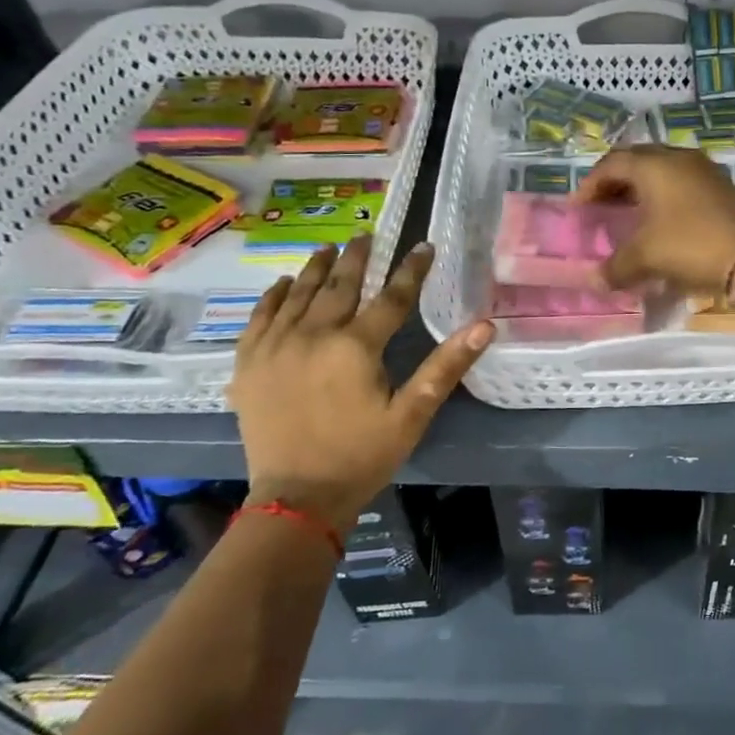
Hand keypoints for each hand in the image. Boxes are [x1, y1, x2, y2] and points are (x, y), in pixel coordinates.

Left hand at [228, 236, 493, 529]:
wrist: (296, 500)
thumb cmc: (362, 456)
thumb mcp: (412, 415)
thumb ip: (446, 366)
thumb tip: (485, 326)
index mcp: (355, 347)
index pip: (391, 297)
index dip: (411, 270)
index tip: (424, 246)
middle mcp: (312, 335)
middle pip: (339, 285)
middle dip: (357, 257)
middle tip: (367, 235)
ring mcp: (275, 347)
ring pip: (298, 294)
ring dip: (316, 268)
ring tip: (329, 247)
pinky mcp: (249, 364)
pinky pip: (260, 317)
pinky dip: (274, 296)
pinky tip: (284, 284)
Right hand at [574, 146, 734, 293]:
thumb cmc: (690, 245)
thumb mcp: (646, 257)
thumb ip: (615, 267)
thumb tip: (595, 280)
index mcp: (654, 165)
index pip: (612, 164)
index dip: (590, 184)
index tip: (579, 208)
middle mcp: (679, 159)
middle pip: (638, 162)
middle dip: (616, 183)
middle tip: (602, 207)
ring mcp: (705, 171)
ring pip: (663, 172)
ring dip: (642, 190)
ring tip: (630, 215)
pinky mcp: (723, 188)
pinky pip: (683, 185)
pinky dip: (664, 198)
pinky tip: (662, 223)